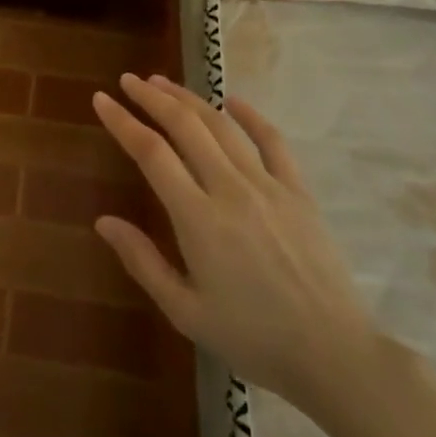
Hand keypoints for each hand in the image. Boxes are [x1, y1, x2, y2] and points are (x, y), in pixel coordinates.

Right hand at [92, 73, 385, 425]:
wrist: (334, 355)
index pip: (151, 153)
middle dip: (152, 98)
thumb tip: (103, 222)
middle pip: (185, 126)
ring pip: (222, 127)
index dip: (122, 122)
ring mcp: (269, 186)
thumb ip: (142, 261)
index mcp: (198, 219)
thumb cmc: (253, 339)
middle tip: (128, 81)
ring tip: (163, 83)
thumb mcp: (185, 312)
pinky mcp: (299, 192)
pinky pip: (273, 141)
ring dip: (189, 99)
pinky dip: (251, 115)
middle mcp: (231, 190)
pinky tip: (232, 100)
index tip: (101, 100)